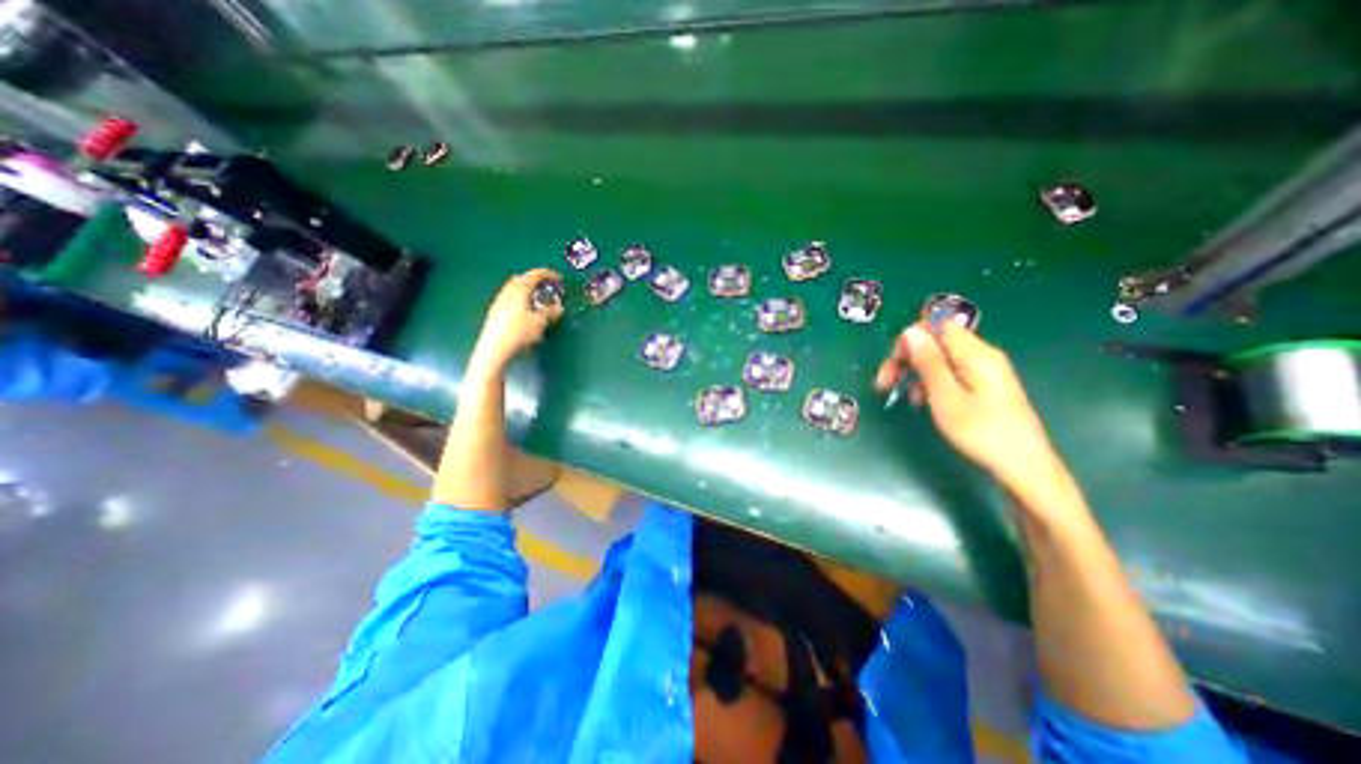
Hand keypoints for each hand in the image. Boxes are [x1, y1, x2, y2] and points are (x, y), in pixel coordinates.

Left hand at [470, 268, 563, 376]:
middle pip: (522, 279)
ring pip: (514, 289)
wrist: (494, 348)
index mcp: (520, 289)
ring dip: (527, 291)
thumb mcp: (540, 322)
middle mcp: (508, 291)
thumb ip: (550, 312)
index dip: (548, 274)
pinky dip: (520, 300)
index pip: (534, 275)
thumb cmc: (519, 331)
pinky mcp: (495, 313)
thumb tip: (559, 308)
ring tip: (537, 301)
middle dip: (535, 281)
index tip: (558, 278)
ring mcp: (499, 301)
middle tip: (547, 288)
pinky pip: (510, 300)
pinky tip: (525, 313)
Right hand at [878, 323, 1068, 495]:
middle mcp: (981, 356)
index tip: (894, 365)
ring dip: (917, 373)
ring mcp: (984, 371)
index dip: (910, 339)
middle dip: (907, 358)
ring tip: (909, 400)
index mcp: (975, 354)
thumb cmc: (981, 432)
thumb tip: (910, 331)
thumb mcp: (946, 397)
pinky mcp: (984, 386)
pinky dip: (931, 383)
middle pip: (936, 342)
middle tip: (885, 383)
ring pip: (940, 359)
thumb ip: (928, 362)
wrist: (1024, 468)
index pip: (936, 325)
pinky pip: (951, 373)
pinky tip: (925, 403)